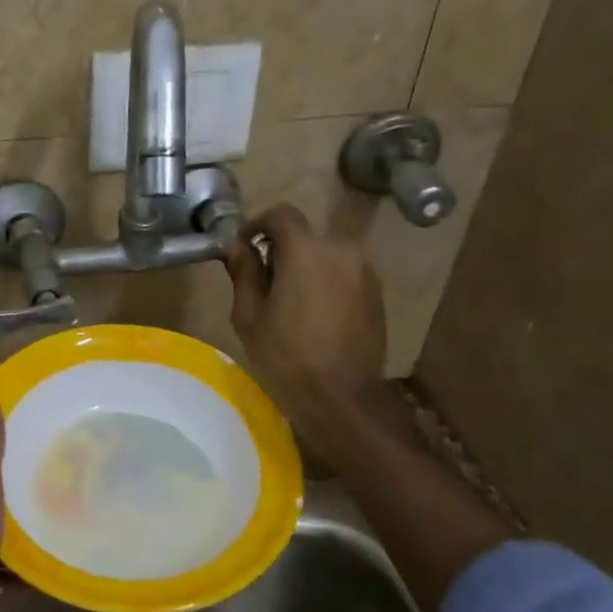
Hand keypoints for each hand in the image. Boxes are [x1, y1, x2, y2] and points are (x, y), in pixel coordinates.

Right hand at [224, 204, 397, 467]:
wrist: (342, 397)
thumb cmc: (286, 356)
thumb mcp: (249, 315)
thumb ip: (244, 271)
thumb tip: (235, 244)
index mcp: (306, 250)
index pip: (281, 214)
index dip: (259, 225)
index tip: (245, 248)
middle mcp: (341, 249)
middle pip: (305, 236)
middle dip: (283, 251)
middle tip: (264, 283)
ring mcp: (365, 271)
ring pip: (326, 255)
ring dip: (307, 267)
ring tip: (290, 302)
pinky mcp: (377, 293)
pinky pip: (344, 274)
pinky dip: (327, 283)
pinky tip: (315, 315)